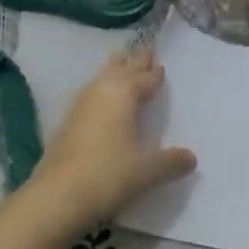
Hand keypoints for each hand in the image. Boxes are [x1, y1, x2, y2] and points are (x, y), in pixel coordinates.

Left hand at [27, 48, 196, 228]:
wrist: (56, 196)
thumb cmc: (108, 175)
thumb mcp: (147, 171)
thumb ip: (170, 162)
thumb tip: (192, 157)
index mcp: (122, 94)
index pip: (143, 78)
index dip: (153, 73)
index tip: (161, 65)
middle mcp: (99, 92)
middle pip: (120, 69)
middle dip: (134, 61)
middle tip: (146, 51)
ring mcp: (79, 106)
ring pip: (101, 78)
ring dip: (114, 71)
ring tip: (123, 67)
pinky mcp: (66, 123)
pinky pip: (90, 95)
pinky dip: (101, 91)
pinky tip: (101, 101)